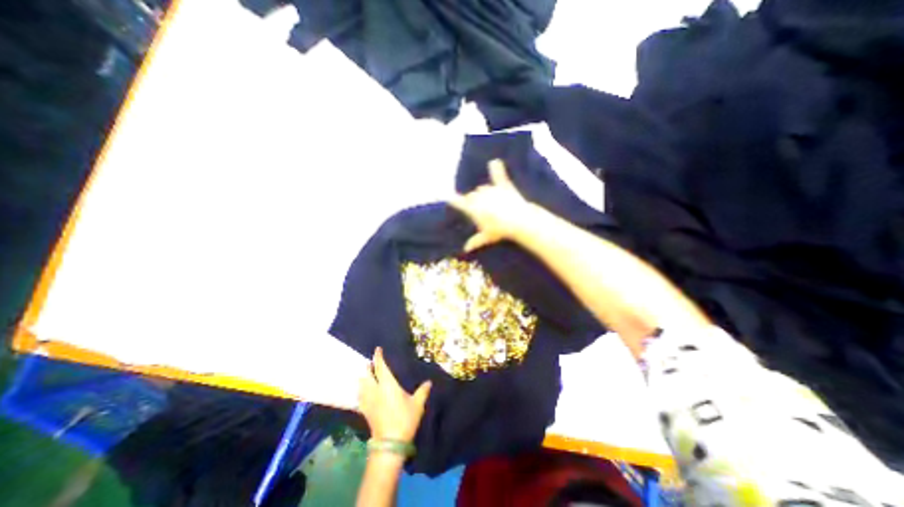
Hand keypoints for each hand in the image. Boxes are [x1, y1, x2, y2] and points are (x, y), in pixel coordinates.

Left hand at [358, 347, 431, 440]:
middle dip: (368, 367)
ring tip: (366, 375)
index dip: (378, 357)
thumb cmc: (405, 419)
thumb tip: (429, 382)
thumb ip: (422, 391)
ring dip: (363, 378)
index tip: (377, 349)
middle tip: (371, 362)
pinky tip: (362, 392)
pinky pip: (360, 397)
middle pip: (367, 375)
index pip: (380, 367)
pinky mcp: (365, 411)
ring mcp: (368, 401)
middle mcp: (375, 390)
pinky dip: (360, 391)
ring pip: (361, 385)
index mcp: (388, 384)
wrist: (390, 443)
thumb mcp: (417, 404)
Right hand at [447, 159, 530, 250]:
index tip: (449, 198)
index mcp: (472, 208)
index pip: (458, 202)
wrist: (517, 221)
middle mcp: (479, 196)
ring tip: (492, 203)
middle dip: (474, 200)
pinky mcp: (503, 186)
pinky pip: (498, 175)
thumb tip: (465, 250)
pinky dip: (496, 168)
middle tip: (482, 210)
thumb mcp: (486, 238)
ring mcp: (491, 190)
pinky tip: (495, 162)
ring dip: (484, 193)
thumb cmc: (499, 230)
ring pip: (483, 188)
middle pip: (472, 195)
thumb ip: (475, 242)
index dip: (453, 200)